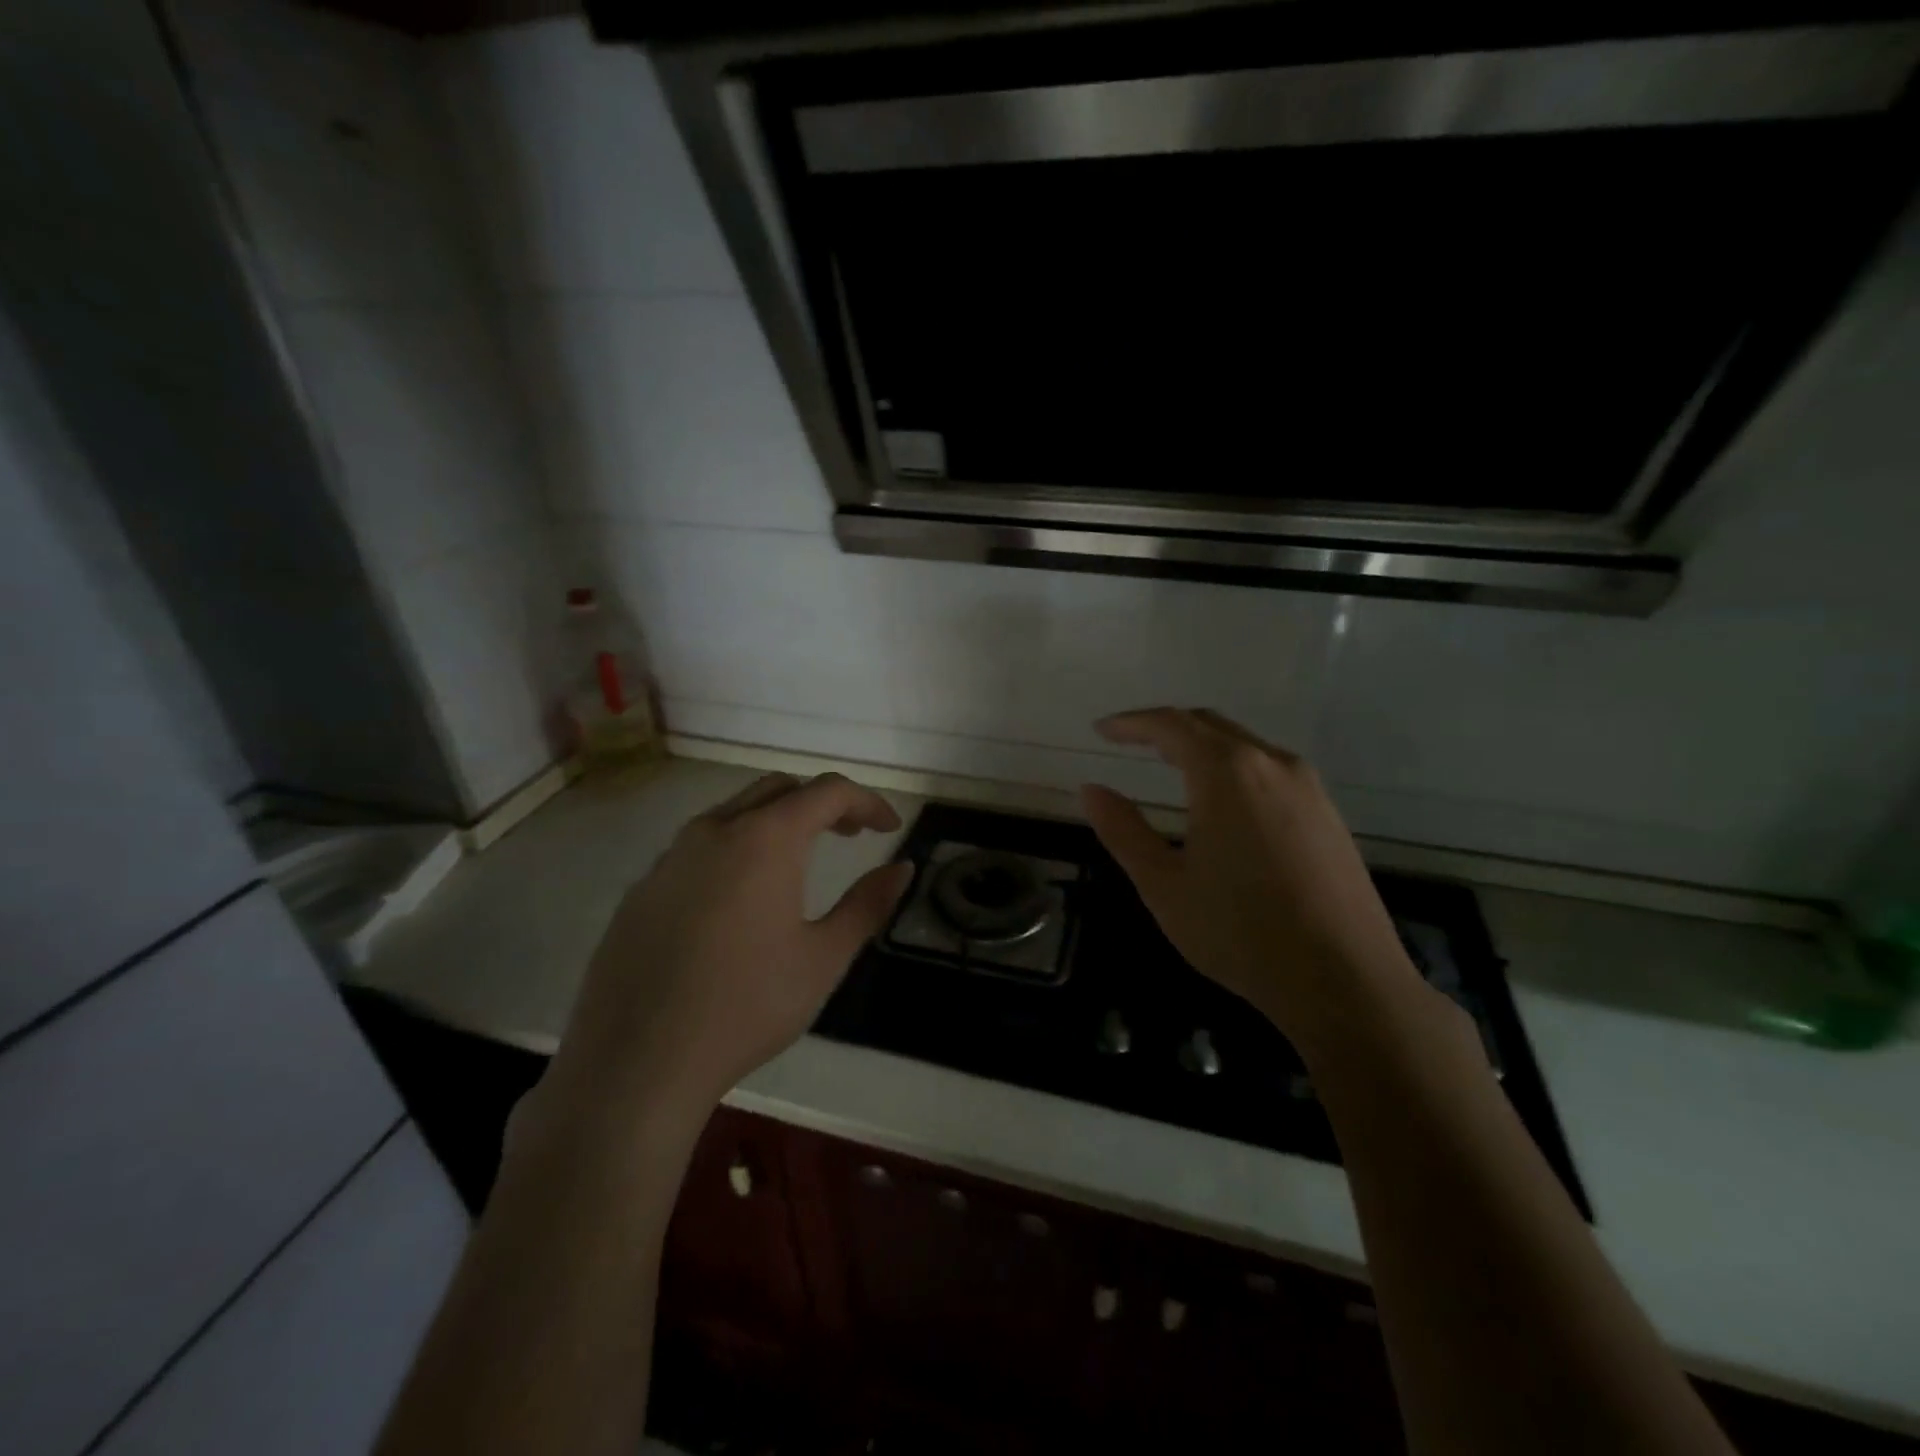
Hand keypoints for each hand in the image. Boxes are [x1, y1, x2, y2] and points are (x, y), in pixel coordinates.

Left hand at [537, 772, 913, 1132]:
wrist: (636, 1061)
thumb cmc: (747, 1006)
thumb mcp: (823, 958)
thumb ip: (868, 904)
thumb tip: (903, 868)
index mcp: (765, 838)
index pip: (828, 791)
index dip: (866, 801)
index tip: (889, 828)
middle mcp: (715, 830)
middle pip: (779, 789)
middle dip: (822, 803)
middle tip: (850, 835)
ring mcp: (671, 856)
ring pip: (734, 812)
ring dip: (776, 821)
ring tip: (799, 862)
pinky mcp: (643, 887)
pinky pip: (699, 846)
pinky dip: (736, 848)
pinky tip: (740, 899)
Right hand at [1081, 708, 1426, 1055]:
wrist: (1344, 980)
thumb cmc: (1239, 931)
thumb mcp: (1163, 884)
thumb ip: (1123, 830)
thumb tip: (1091, 790)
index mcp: (1226, 772)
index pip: (1170, 725)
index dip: (1131, 723)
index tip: (1102, 730)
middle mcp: (1272, 764)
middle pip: (1210, 725)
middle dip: (1166, 727)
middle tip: (1130, 742)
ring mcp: (1308, 788)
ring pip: (1245, 745)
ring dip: (1202, 746)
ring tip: (1170, 766)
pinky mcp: (1329, 815)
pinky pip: (1271, 770)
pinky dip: (1234, 768)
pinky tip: (1224, 802)